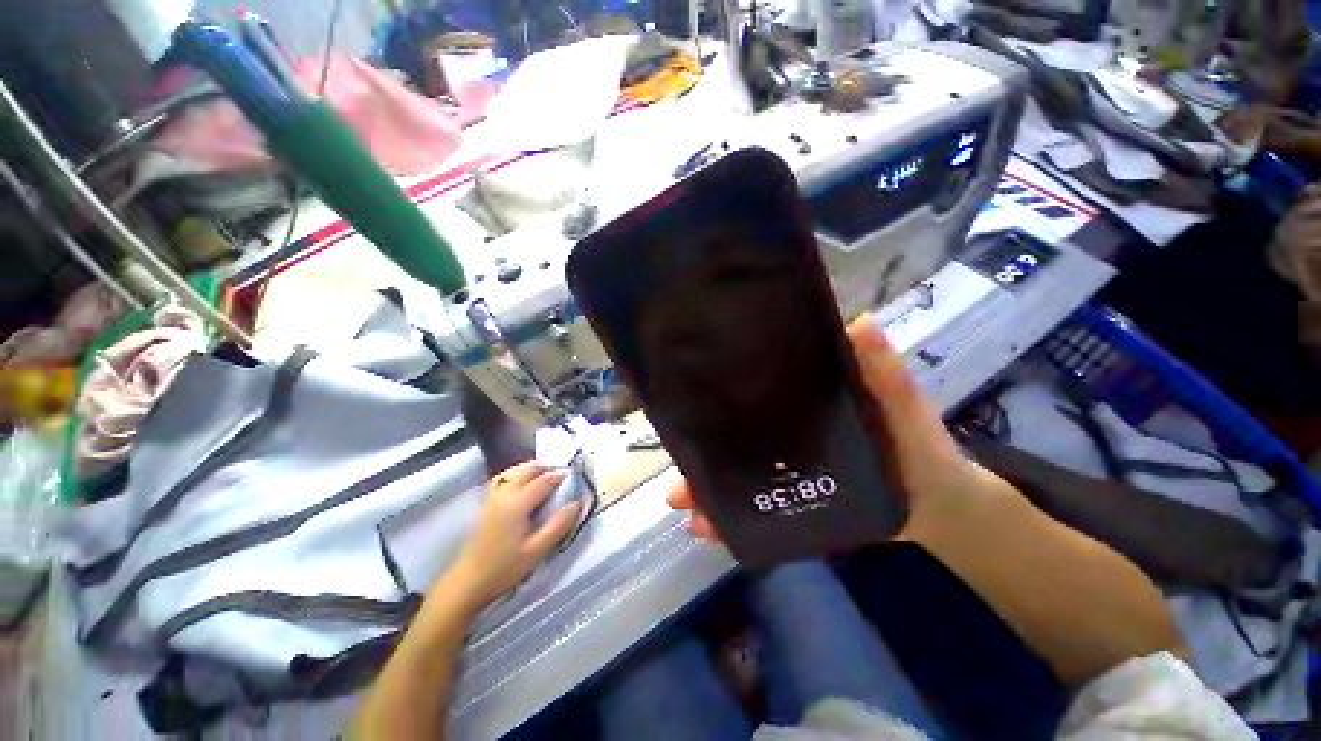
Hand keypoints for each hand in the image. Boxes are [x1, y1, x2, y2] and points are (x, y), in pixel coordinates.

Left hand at [442, 463, 581, 616]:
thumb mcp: (536, 551)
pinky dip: (517, 473)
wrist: (467, 583)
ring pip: (514, 470)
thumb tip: (577, 503)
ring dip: (531, 468)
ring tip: (545, 474)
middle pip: (527, 469)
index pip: (543, 480)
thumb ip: (558, 525)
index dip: (560, 475)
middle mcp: (505, 494)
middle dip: (546, 467)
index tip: (574, 475)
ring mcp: (492, 497)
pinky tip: (522, 482)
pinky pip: (504, 478)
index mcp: (518, 504)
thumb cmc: (504, 569)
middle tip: (562, 473)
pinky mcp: (486, 504)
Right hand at [667, 313, 1016, 540]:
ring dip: (708, 494)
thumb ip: (881, 369)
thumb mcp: (897, 400)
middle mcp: (782, 436)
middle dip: (701, 458)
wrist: (936, 503)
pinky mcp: (793, 502)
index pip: (749, 398)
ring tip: (686, 508)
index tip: (684, 407)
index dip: (716, 403)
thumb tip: (858, 324)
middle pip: (732, 444)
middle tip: (676, 480)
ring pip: (736, 480)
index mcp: (797, 406)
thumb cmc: (915, 443)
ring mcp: (785, 472)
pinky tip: (711, 532)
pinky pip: (757, 511)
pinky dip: (733, 522)